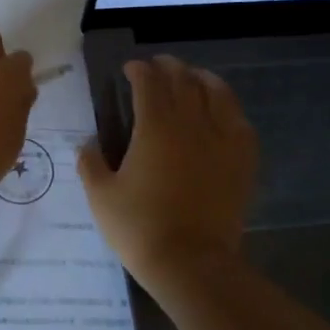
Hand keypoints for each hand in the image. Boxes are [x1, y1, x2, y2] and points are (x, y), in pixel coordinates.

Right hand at [77, 55, 257, 290]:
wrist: (191, 263)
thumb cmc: (140, 228)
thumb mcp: (101, 197)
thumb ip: (90, 164)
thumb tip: (87, 144)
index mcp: (154, 128)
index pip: (148, 84)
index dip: (139, 70)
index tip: (131, 68)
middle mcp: (191, 124)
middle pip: (183, 81)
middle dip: (169, 67)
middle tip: (158, 65)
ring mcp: (222, 140)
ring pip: (216, 94)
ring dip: (201, 78)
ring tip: (193, 76)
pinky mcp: (242, 160)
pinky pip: (240, 122)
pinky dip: (229, 107)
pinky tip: (223, 110)